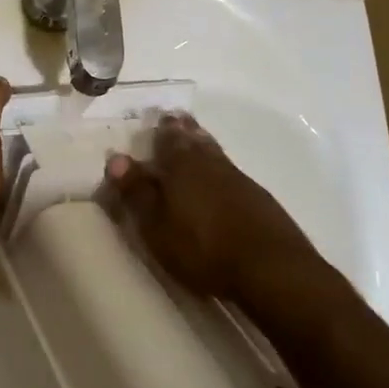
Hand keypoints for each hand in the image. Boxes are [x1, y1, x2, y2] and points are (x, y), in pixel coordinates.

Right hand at [107, 114, 318, 301]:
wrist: (272, 269)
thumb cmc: (203, 249)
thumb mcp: (157, 227)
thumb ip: (137, 192)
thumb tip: (116, 158)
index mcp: (182, 166)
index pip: (168, 139)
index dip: (162, 130)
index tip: (158, 118)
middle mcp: (211, 164)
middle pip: (195, 140)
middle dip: (184, 130)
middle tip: (176, 120)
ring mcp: (239, 180)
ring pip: (215, 153)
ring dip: (203, 144)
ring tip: (196, 138)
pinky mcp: (259, 199)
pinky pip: (231, 171)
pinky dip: (219, 166)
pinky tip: (220, 177)